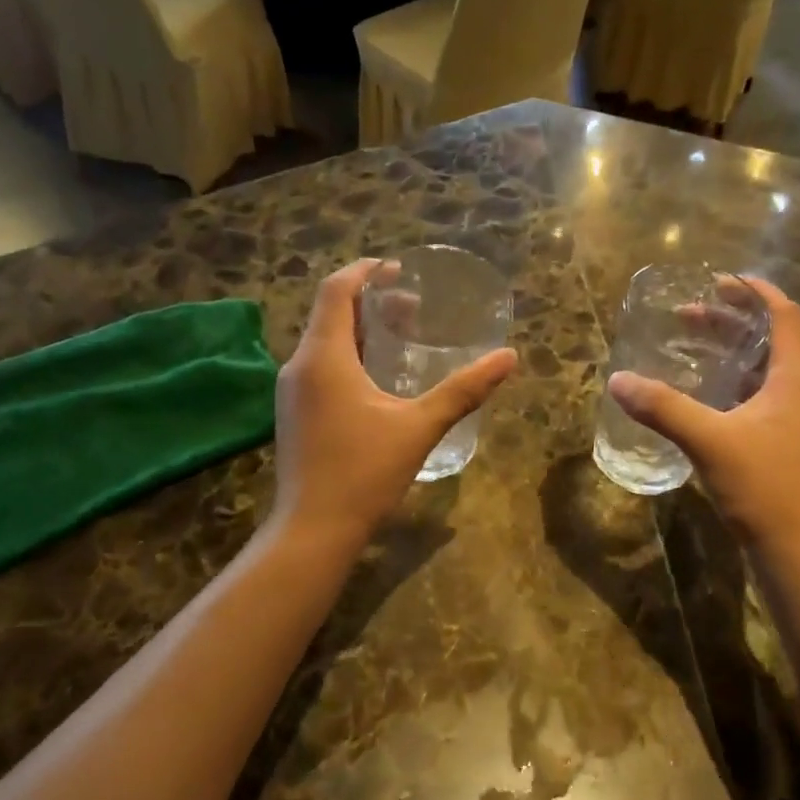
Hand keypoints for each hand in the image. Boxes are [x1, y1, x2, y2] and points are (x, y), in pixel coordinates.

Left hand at [272, 259, 517, 546]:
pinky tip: (378, 381)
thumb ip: (463, 390)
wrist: (313, 530)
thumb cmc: (364, 473)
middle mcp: (299, 366)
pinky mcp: (293, 415)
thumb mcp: (419, 427)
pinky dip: (349, 358)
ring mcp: (292, 393)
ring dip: (361, 332)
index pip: (336, 290)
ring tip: (401, 339)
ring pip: (325, 343)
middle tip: (412, 308)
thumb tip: (507, 358)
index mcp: (324, 357)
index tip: (398, 268)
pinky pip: (320, 369)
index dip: (366, 271)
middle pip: (331, 315)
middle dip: (371, 303)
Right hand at [608, 277, 799, 554]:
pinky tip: (704, 400)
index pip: (784, 315)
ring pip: (767, 372)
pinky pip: (762, 399)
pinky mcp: (788, 446)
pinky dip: (733, 386)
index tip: (718, 280)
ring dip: (732, 355)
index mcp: (796, 378)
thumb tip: (618, 380)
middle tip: (688, 316)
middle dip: (732, 323)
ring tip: (692, 350)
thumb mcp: (710, 441)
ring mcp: (799, 421)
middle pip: (772, 340)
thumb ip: (663, 408)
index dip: (754, 291)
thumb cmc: (765, 486)